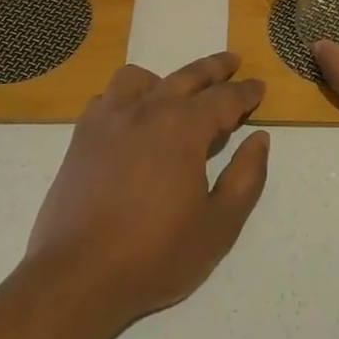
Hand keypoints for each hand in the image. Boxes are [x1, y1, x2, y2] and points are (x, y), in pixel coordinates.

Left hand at [26, 52, 269, 320]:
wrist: (79, 276)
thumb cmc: (156, 255)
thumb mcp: (219, 225)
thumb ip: (246, 177)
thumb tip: (259, 139)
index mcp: (183, 129)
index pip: (224, 98)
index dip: (245, 92)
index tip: (258, 87)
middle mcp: (146, 111)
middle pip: (186, 77)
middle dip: (214, 68)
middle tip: (232, 62)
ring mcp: (109, 121)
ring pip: (139, 79)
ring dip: (164, 79)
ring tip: (175, 92)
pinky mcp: (81, 137)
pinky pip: (106, 99)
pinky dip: (124, 98)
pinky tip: (130, 117)